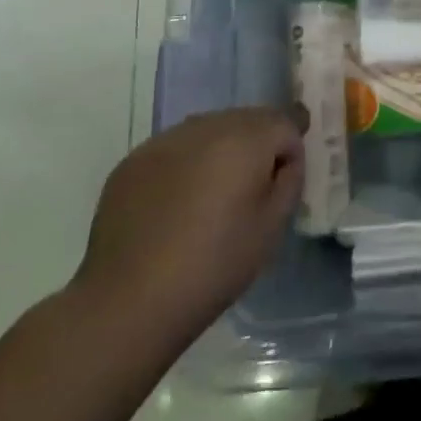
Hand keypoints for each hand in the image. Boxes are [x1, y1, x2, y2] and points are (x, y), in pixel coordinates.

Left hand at [71, 108, 302, 349]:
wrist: (128, 301)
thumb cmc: (214, 265)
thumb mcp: (272, 227)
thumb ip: (288, 179)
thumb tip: (282, 160)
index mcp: (244, 139)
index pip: (284, 122)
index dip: (291, 147)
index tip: (287, 174)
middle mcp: (204, 127)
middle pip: (246, 119)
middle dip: (258, 143)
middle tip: (255, 186)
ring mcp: (163, 141)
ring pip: (208, 130)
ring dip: (221, 150)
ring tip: (215, 194)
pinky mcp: (132, 161)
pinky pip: (174, 149)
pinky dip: (186, 163)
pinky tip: (179, 202)